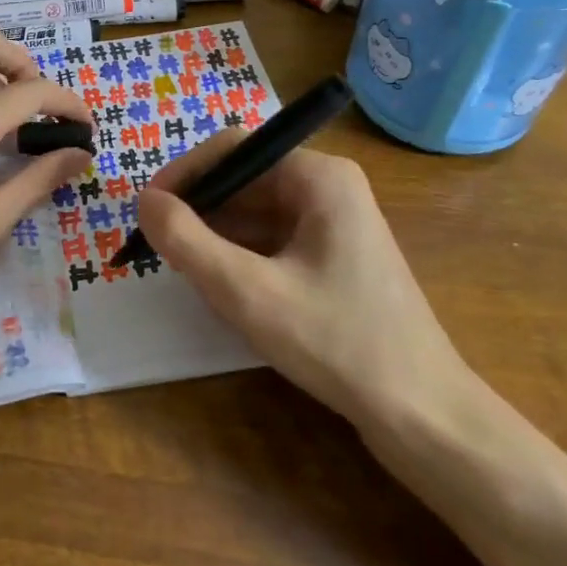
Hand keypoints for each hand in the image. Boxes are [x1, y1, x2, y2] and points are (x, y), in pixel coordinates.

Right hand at [136, 132, 468, 429]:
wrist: (423, 416)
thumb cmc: (336, 342)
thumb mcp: (247, 292)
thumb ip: (186, 241)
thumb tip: (143, 201)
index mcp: (318, 177)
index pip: (234, 149)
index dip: (184, 173)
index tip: (147, 210)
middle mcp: (329, 188)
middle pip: (244, 181)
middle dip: (199, 210)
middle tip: (159, 247)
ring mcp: (335, 224)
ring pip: (255, 214)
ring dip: (216, 237)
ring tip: (185, 271)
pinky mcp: (335, 258)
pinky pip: (273, 240)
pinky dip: (241, 257)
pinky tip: (223, 290)